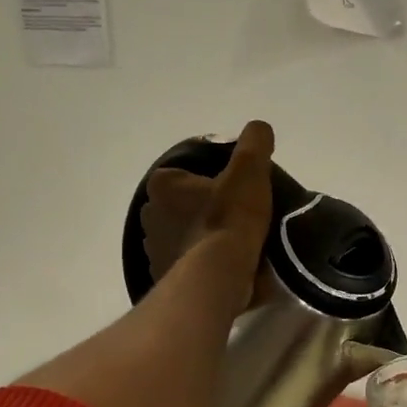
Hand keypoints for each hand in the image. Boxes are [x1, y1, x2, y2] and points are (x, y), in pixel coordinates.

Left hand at [140, 121, 274, 292]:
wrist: (218, 276)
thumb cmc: (229, 219)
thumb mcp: (249, 171)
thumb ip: (254, 143)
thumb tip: (258, 129)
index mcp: (163, 184)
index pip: (182, 175)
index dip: (208, 181)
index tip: (231, 192)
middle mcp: (148, 214)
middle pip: (179, 207)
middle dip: (199, 212)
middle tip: (233, 219)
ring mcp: (152, 249)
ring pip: (179, 238)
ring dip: (197, 240)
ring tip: (229, 249)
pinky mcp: (161, 278)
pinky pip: (181, 266)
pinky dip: (196, 266)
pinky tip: (219, 270)